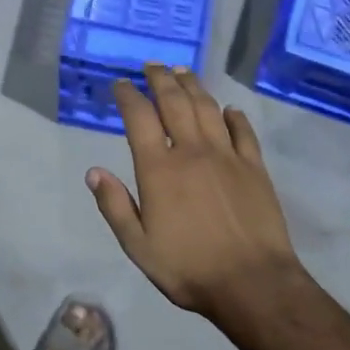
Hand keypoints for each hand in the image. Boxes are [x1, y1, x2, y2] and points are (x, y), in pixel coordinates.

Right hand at [88, 66, 309, 325]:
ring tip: (182, 72)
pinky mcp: (255, 167)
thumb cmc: (188, 267)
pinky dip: (233, 116)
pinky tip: (228, 110)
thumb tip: (94, 172)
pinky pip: (243, 131)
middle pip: (175, 102)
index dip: (128, 95)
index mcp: (159, 169)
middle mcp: (192, 151)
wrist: (253, 283)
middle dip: (160, 79)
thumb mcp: (138, 246)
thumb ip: (115, 206)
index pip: (139, 117)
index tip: (121, 84)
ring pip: (207, 108)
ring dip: (193, 86)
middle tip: (152, 66)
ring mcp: (227, 156)